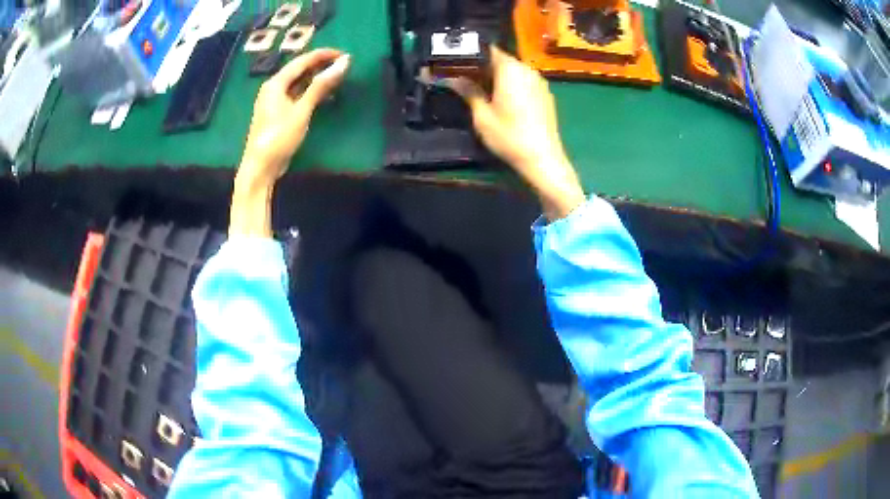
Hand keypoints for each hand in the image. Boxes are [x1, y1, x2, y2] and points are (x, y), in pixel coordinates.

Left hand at [237, 49, 350, 187]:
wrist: (261, 167)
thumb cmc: (279, 137)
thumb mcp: (301, 110)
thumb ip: (321, 86)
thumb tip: (343, 64)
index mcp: (275, 83)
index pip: (302, 61)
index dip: (323, 55)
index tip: (344, 54)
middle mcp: (273, 88)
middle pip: (299, 70)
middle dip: (321, 65)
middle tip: (343, 65)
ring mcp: (274, 101)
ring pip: (298, 83)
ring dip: (316, 79)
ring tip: (336, 77)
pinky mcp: (278, 113)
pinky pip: (297, 94)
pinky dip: (310, 92)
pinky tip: (323, 95)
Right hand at [450, 47, 584, 220]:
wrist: (543, 159)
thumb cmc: (509, 136)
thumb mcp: (482, 115)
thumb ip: (468, 91)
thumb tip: (452, 78)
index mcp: (510, 69)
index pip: (488, 50)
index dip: (470, 54)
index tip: (456, 62)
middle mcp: (527, 69)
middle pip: (501, 60)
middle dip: (483, 66)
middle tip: (463, 77)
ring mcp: (539, 82)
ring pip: (514, 71)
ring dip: (497, 76)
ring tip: (480, 89)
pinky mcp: (545, 95)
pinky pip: (524, 82)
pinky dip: (511, 85)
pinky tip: (502, 100)